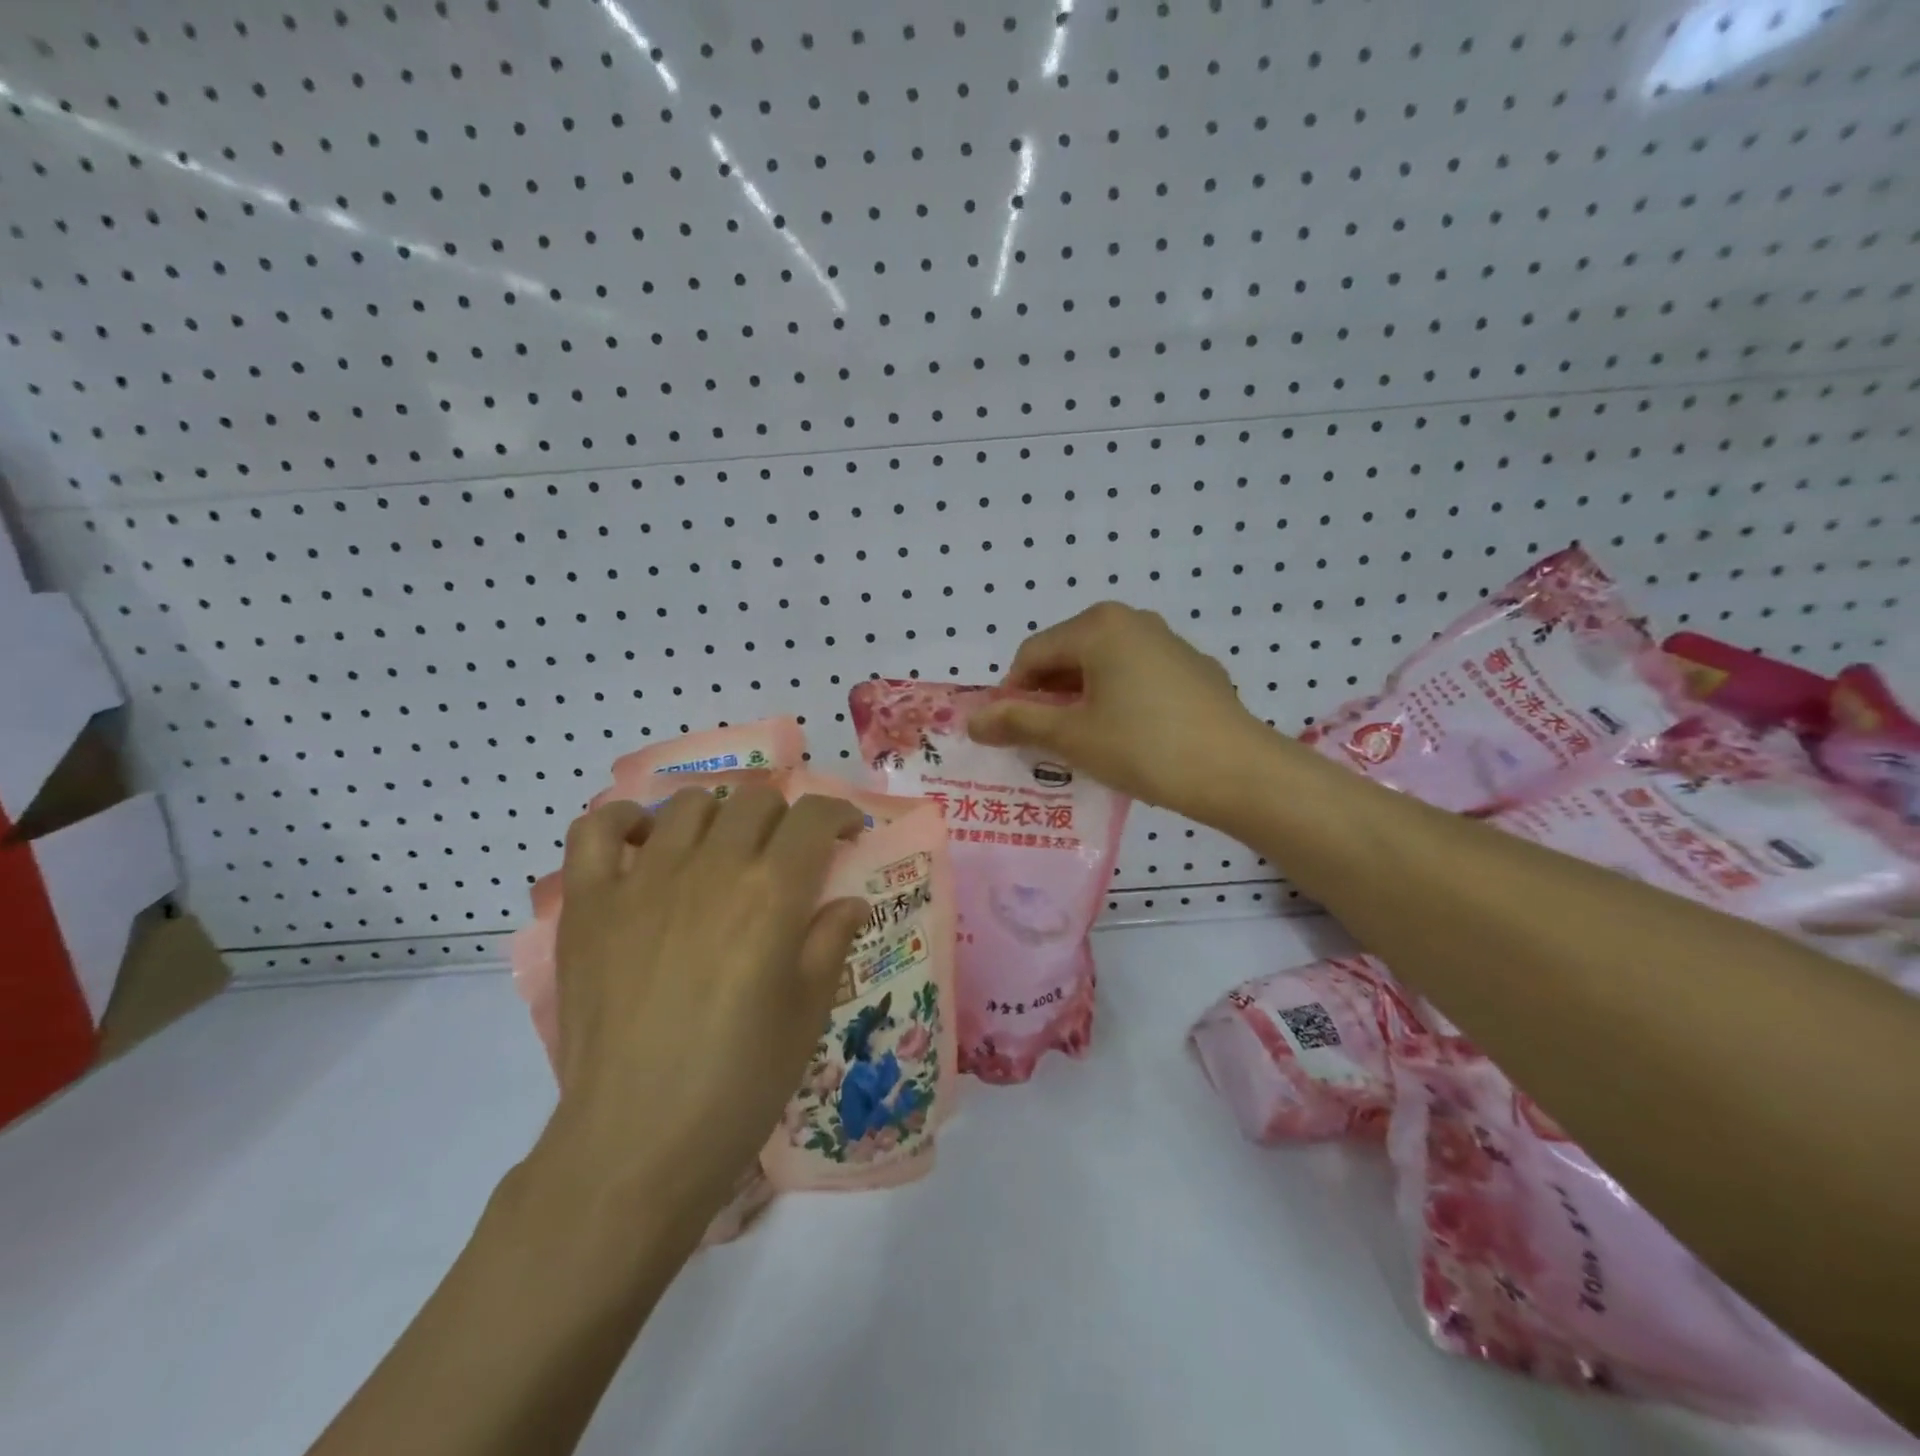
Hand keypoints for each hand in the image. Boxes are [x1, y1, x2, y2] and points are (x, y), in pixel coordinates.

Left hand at [542, 785, 867, 1224]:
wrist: (636, 1141)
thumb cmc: (739, 1082)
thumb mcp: (807, 1013)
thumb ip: (830, 942)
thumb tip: (849, 901)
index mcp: (772, 892)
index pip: (814, 818)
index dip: (840, 814)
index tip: (849, 832)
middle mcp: (711, 867)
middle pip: (755, 800)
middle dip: (784, 816)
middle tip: (787, 853)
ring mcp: (643, 880)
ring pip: (688, 805)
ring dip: (719, 816)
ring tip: (723, 849)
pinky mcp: (590, 903)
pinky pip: (596, 830)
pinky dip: (625, 821)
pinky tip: (646, 842)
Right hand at [968, 602, 1274, 822]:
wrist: (1238, 771)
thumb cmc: (1144, 747)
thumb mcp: (1072, 737)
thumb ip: (1017, 723)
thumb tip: (972, 721)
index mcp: (1099, 626)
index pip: (1032, 654)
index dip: (1011, 694)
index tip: (1010, 734)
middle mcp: (1133, 621)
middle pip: (1068, 655)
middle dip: (1047, 697)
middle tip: (1043, 743)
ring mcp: (1168, 643)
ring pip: (1103, 667)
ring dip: (1081, 701)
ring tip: (1082, 745)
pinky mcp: (1193, 669)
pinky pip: (1136, 678)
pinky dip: (1117, 701)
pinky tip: (1128, 739)